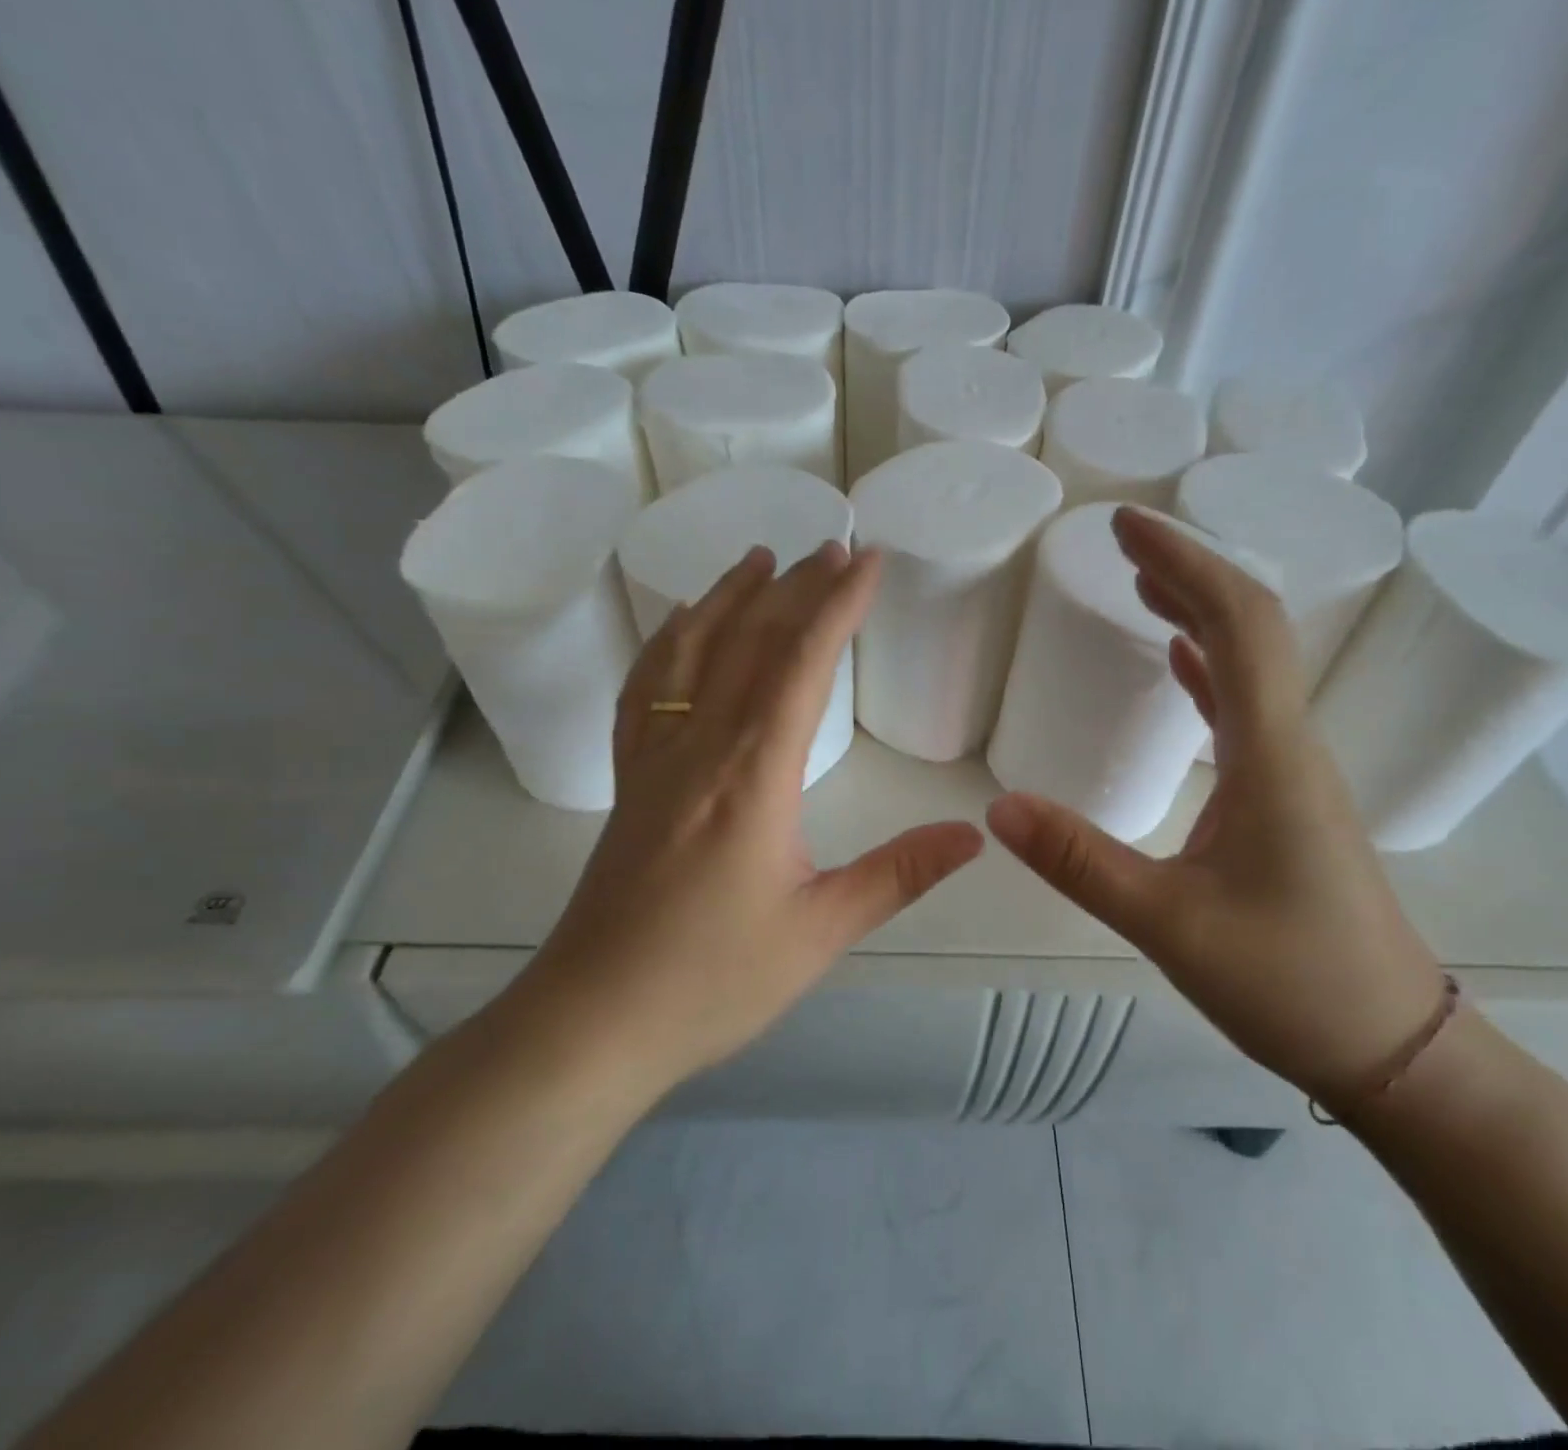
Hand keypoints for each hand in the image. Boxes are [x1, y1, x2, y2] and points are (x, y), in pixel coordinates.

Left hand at [518, 542, 983, 1096]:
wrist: (594, 1021)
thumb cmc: (711, 980)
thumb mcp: (820, 930)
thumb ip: (898, 873)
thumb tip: (973, 834)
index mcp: (751, 774)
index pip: (800, 663)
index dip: (837, 604)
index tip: (868, 559)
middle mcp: (698, 747)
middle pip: (748, 642)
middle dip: (795, 588)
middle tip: (831, 547)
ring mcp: (654, 760)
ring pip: (689, 654)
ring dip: (726, 598)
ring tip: (757, 559)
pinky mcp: (630, 783)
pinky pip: (646, 691)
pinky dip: (667, 644)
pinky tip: (679, 629)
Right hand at [985, 506, 1444, 1106]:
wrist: (1396, 1050)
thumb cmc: (1293, 984)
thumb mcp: (1170, 925)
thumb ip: (1081, 863)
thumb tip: (997, 809)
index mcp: (1272, 755)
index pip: (1238, 624)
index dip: (1184, 563)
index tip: (1127, 526)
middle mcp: (1291, 747)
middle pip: (1251, 628)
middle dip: (1188, 572)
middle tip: (1124, 540)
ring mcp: (1293, 774)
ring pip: (1250, 666)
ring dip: (1198, 614)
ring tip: (1142, 585)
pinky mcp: (1285, 803)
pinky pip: (1245, 711)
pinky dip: (1209, 670)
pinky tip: (1180, 663)